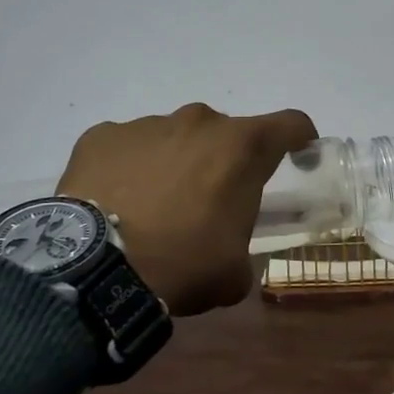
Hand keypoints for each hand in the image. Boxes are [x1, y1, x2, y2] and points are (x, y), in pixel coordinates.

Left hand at [58, 104, 316, 315]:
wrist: (93, 271)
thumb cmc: (182, 264)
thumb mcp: (233, 271)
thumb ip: (243, 247)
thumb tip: (231, 252)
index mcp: (242, 147)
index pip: (291, 123)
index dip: (300, 139)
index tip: (297, 158)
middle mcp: (200, 122)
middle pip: (226, 133)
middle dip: (223, 161)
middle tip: (209, 202)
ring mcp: (147, 125)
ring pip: (175, 137)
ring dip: (176, 163)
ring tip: (154, 207)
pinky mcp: (102, 136)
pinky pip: (127, 146)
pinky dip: (129, 167)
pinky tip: (116, 202)